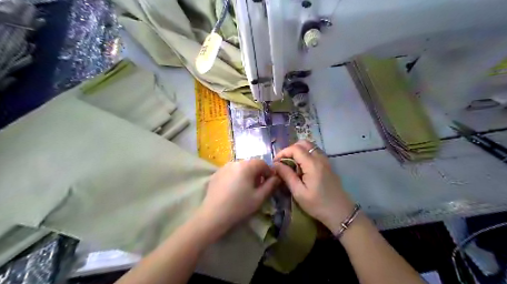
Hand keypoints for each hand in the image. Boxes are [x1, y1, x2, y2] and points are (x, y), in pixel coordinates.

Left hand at [195, 160, 280, 241]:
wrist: (213, 215)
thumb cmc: (239, 206)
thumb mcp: (259, 197)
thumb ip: (270, 185)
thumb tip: (277, 178)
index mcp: (246, 166)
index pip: (262, 163)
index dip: (268, 171)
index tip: (270, 182)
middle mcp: (235, 162)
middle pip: (250, 164)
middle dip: (257, 172)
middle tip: (259, 186)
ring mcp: (223, 167)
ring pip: (240, 167)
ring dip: (246, 174)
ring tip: (246, 188)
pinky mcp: (216, 174)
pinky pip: (230, 171)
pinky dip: (235, 176)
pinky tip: (233, 189)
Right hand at [276, 140, 352, 234]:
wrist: (341, 213)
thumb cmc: (318, 205)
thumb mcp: (299, 192)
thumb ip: (287, 176)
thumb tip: (275, 165)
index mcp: (312, 164)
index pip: (295, 148)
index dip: (283, 152)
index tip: (275, 162)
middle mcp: (320, 158)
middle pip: (303, 143)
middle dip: (290, 149)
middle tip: (283, 161)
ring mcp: (325, 160)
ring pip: (310, 146)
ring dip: (298, 151)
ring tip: (290, 164)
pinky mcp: (328, 165)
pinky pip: (315, 152)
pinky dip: (306, 154)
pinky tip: (301, 167)